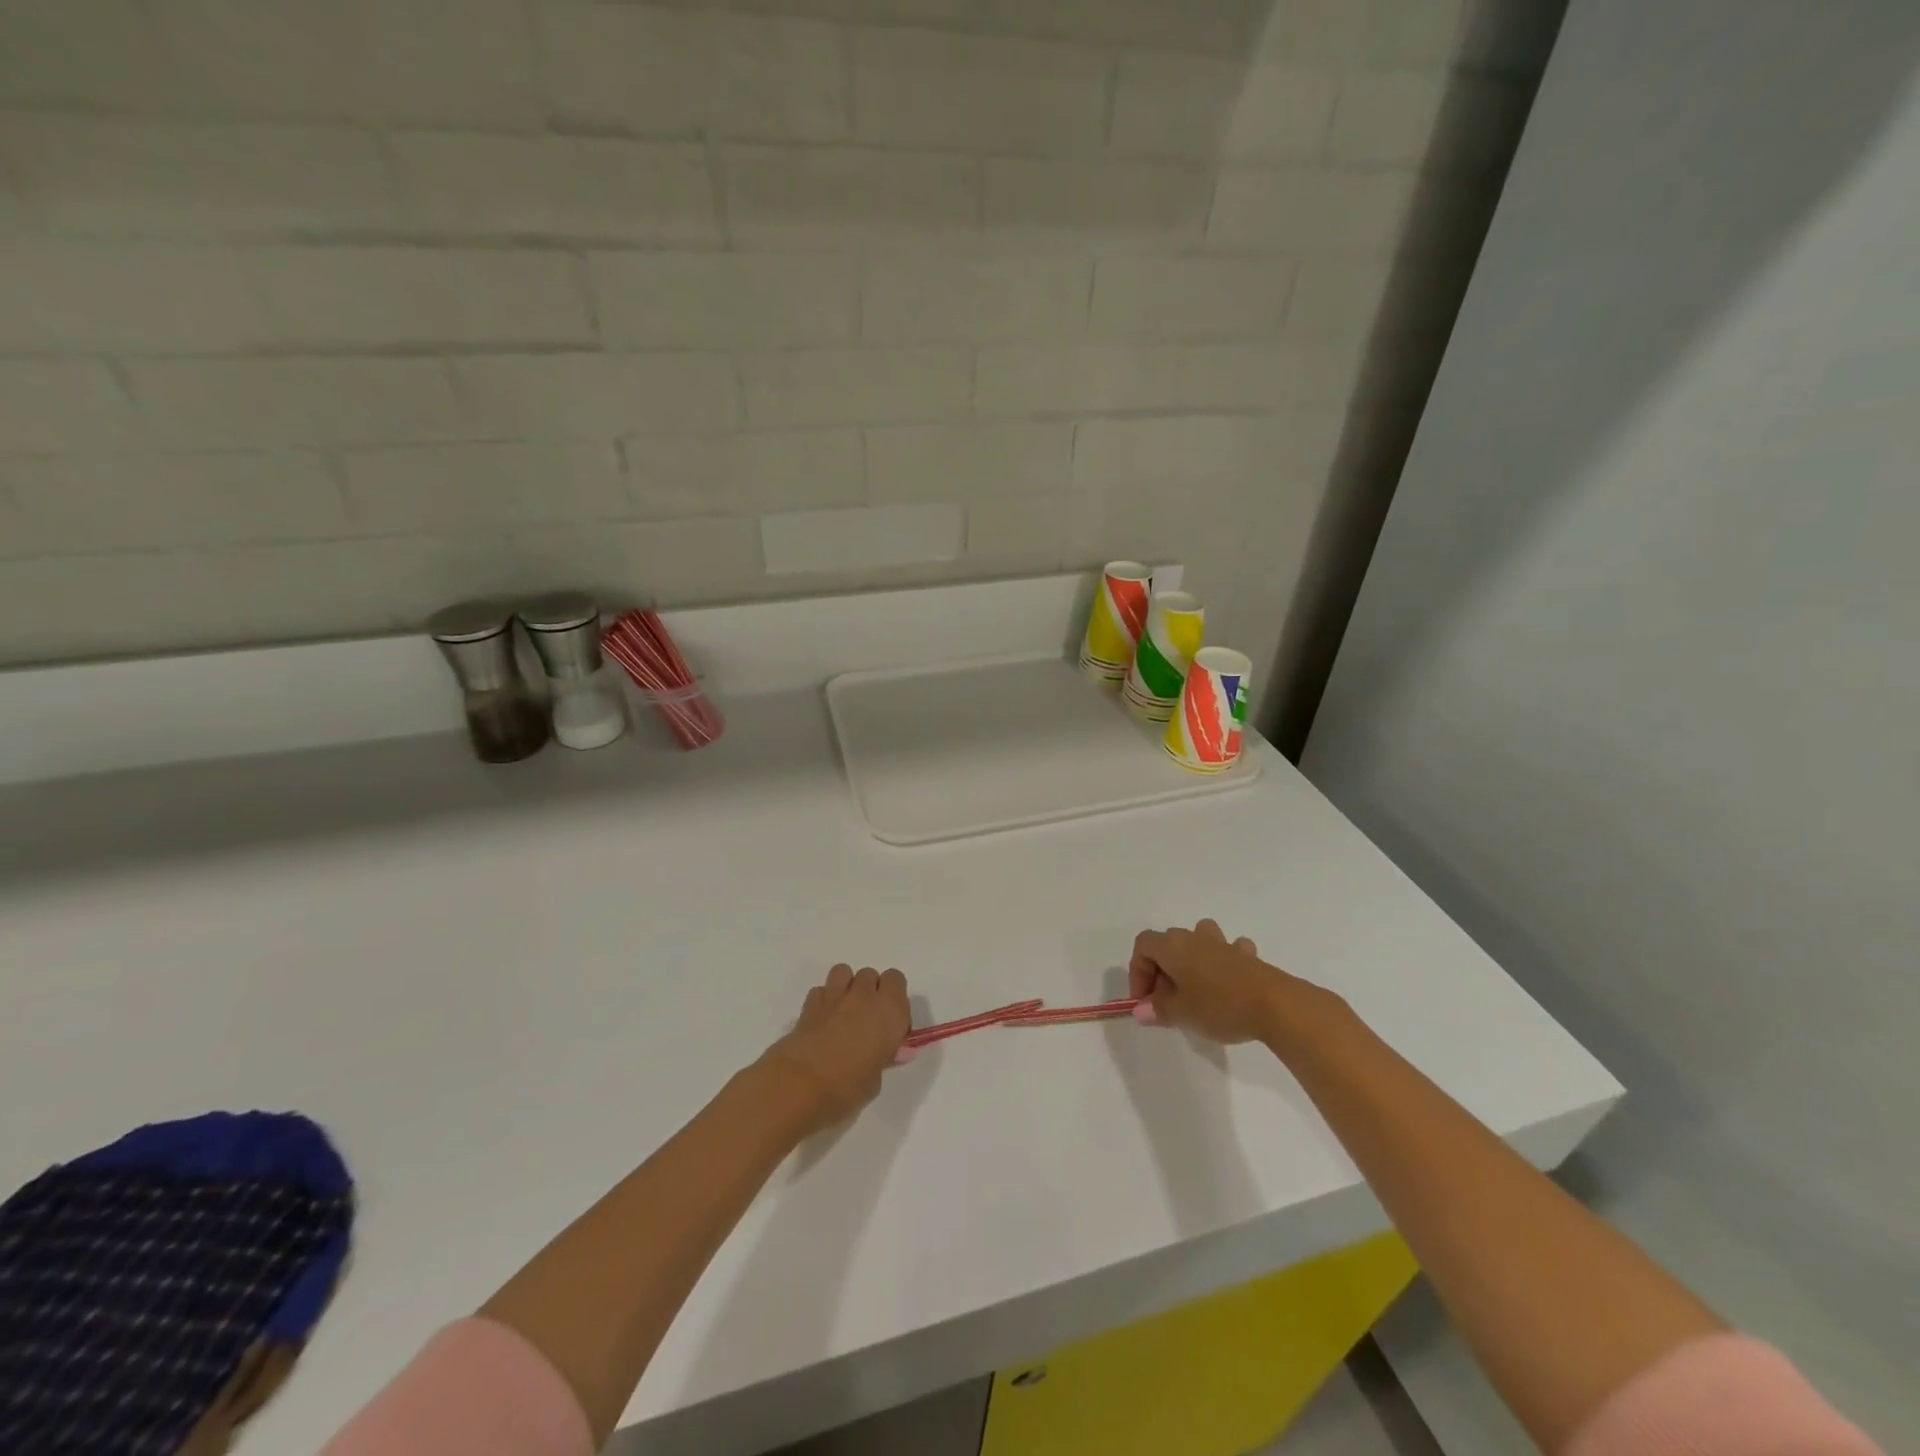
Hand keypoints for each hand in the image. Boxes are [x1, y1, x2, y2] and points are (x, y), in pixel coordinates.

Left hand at [756, 964, 910, 1137]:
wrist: (798, 1086)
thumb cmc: (846, 1088)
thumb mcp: (874, 1082)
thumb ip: (881, 1059)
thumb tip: (883, 1053)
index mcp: (889, 1010)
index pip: (897, 979)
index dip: (894, 998)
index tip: (890, 1024)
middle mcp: (864, 996)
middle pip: (871, 975)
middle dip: (870, 992)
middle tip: (866, 1022)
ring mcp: (834, 997)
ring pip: (844, 972)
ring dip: (847, 987)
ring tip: (844, 1014)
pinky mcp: (808, 1005)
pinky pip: (820, 990)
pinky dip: (823, 1000)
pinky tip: (822, 1022)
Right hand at [1129, 919, 1296, 1044]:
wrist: (1275, 1005)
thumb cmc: (1219, 1006)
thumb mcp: (1182, 1014)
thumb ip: (1158, 1010)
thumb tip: (1141, 1011)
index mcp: (1173, 946)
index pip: (1143, 946)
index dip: (1138, 972)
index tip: (1146, 1001)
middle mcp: (1195, 937)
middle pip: (1168, 944)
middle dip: (1162, 971)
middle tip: (1169, 1002)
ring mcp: (1224, 944)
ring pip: (1200, 939)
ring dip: (1193, 959)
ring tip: (1196, 987)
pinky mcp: (1248, 955)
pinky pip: (1229, 950)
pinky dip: (1223, 962)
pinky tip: (1228, 983)